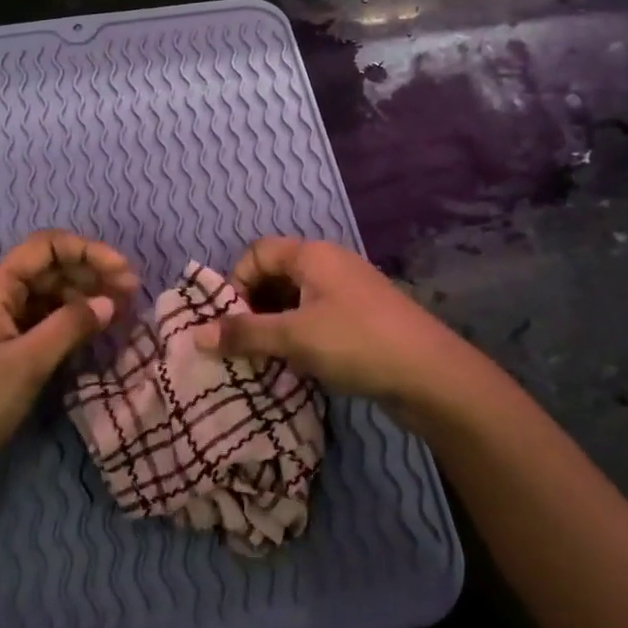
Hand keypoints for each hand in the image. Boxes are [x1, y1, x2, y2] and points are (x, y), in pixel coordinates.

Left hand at [0, 230, 138, 479]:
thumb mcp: (27, 363)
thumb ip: (70, 326)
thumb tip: (110, 302)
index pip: (47, 246)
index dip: (88, 251)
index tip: (124, 272)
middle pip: (51, 267)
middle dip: (92, 273)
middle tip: (132, 294)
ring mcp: (0, 321)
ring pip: (50, 294)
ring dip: (85, 297)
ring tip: (120, 313)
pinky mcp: (5, 346)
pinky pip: (44, 319)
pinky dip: (71, 320)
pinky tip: (94, 332)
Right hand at [193, 237, 471, 420]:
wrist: (431, 374)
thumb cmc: (356, 343)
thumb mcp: (294, 338)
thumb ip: (244, 334)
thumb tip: (195, 334)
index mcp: (312, 255)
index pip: (257, 253)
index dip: (236, 283)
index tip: (231, 322)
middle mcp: (329, 264)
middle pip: (275, 274)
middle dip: (253, 307)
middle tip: (244, 345)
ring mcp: (348, 291)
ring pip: (295, 300)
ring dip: (275, 326)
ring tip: (266, 360)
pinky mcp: (361, 318)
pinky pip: (316, 317)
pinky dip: (299, 336)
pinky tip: (297, 366)